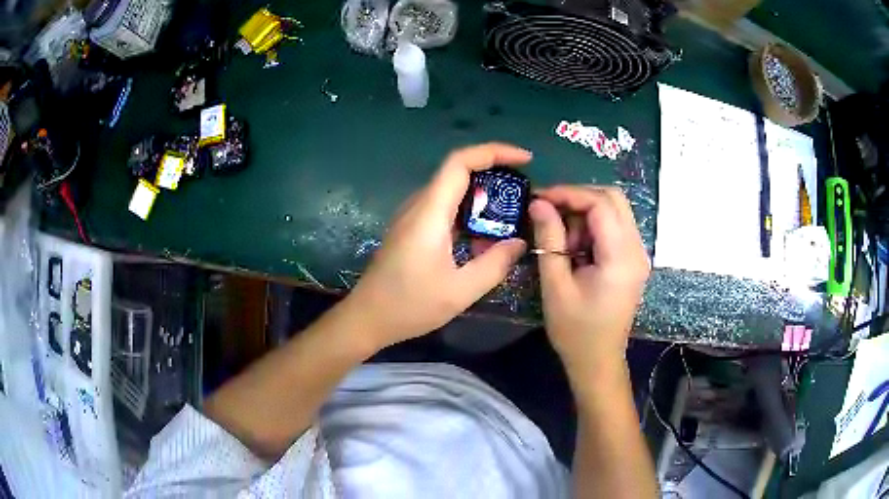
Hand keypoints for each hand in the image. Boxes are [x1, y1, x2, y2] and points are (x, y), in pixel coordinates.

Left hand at [346, 143, 529, 348]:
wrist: (367, 318)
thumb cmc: (409, 305)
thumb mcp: (460, 291)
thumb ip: (495, 264)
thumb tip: (519, 242)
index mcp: (430, 213)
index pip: (460, 162)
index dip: (494, 152)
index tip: (525, 160)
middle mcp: (420, 205)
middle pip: (459, 172)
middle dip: (495, 174)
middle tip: (524, 193)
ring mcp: (413, 216)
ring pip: (453, 191)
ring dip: (483, 196)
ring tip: (512, 214)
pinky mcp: (412, 229)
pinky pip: (445, 209)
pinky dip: (470, 213)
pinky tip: (484, 237)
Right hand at [529, 186, 648, 369]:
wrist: (597, 360)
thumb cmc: (575, 330)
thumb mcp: (555, 284)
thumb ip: (549, 239)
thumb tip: (539, 203)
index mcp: (621, 257)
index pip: (601, 204)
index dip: (569, 194)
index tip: (539, 197)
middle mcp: (637, 249)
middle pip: (614, 199)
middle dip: (579, 197)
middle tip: (550, 209)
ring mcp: (638, 254)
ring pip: (615, 210)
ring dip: (586, 212)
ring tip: (562, 237)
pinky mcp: (633, 260)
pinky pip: (615, 226)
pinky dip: (593, 226)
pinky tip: (575, 245)